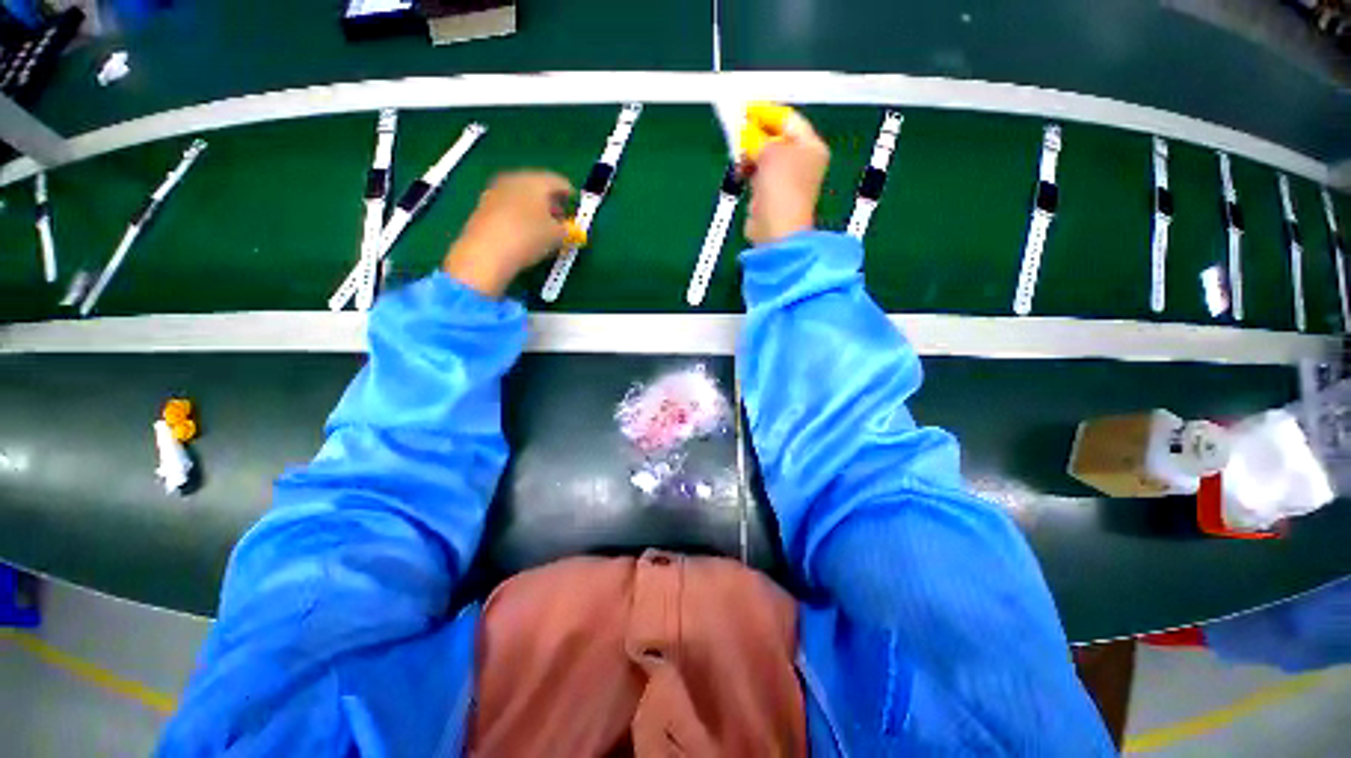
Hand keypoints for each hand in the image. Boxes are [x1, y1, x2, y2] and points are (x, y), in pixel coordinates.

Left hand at [443, 171, 574, 296]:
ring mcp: (495, 190)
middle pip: (538, 186)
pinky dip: (520, 214)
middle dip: (551, 201)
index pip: (558, 181)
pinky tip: (524, 231)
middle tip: (561, 217)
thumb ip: (567, 229)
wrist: (486, 251)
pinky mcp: (483, 206)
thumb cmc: (529, 237)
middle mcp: (514, 179)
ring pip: (522, 195)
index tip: (576, 207)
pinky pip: (509, 206)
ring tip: (544, 227)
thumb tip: (568, 228)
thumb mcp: (557, 236)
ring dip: (534, 208)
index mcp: (535, 181)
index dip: (570, 194)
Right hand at [744, 109, 829, 245]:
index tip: (745, 110)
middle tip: (737, 131)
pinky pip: (757, 176)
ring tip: (738, 155)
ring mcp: (786, 180)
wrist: (777, 229)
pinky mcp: (771, 195)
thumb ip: (757, 137)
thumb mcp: (770, 151)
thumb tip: (746, 132)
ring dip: (749, 155)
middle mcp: (801, 161)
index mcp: (810, 146)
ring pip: (764, 158)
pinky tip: (740, 172)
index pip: (788, 120)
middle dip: (755, 135)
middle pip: (775, 138)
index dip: (766, 113)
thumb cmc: (781, 187)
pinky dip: (748, 171)